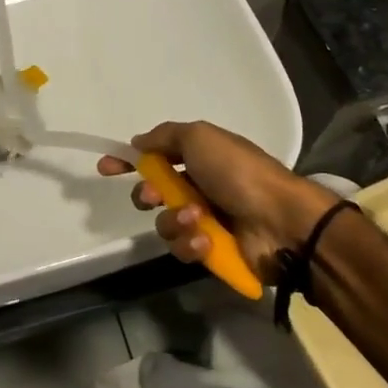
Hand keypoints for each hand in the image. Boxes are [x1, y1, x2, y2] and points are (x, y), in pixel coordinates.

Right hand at [97, 121, 333, 282]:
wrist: (282, 221)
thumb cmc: (239, 172)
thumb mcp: (200, 137)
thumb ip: (165, 136)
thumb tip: (139, 144)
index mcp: (200, 158)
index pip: (155, 156)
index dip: (128, 162)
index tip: (105, 168)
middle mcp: (200, 187)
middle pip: (154, 194)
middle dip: (149, 196)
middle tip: (156, 197)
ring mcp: (206, 220)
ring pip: (165, 223)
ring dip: (176, 220)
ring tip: (198, 219)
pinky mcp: (212, 251)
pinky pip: (183, 248)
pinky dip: (192, 242)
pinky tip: (207, 239)